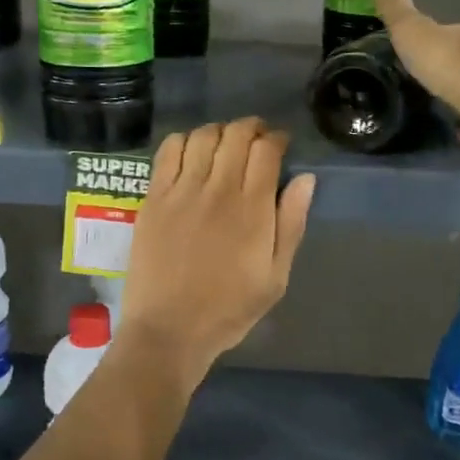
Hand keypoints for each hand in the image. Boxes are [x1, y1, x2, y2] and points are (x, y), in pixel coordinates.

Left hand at [119, 117, 315, 385]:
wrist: (169, 330)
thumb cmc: (229, 309)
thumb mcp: (276, 277)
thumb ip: (291, 224)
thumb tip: (305, 179)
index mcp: (253, 209)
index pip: (266, 150)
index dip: (277, 139)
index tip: (280, 145)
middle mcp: (218, 190)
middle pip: (236, 135)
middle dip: (251, 128)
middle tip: (256, 140)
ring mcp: (182, 191)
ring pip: (203, 136)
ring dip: (219, 131)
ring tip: (224, 144)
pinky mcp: (154, 197)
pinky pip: (168, 151)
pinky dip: (184, 141)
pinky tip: (191, 153)